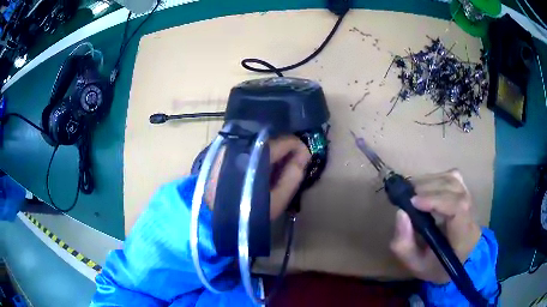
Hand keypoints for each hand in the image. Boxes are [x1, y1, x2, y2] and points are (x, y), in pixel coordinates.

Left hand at [205, 136, 310, 220]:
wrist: (209, 218)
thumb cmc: (245, 213)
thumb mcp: (276, 201)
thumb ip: (293, 176)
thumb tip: (304, 155)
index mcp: (255, 154)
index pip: (285, 140)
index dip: (299, 149)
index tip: (304, 161)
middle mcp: (241, 143)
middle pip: (271, 139)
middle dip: (285, 152)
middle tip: (289, 169)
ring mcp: (229, 145)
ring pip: (259, 142)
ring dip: (270, 153)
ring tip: (274, 172)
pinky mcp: (221, 150)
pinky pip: (247, 147)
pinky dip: (257, 155)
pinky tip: (258, 170)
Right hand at [390, 169, 480, 283]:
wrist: (456, 261)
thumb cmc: (436, 266)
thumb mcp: (415, 265)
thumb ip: (404, 245)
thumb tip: (401, 212)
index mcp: (463, 237)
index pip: (458, 209)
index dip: (436, 200)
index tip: (413, 202)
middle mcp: (471, 214)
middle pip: (454, 189)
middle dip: (428, 189)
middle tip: (406, 197)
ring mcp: (470, 200)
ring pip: (453, 179)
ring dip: (430, 182)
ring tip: (413, 192)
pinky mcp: (465, 192)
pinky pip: (453, 176)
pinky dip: (436, 178)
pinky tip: (425, 188)